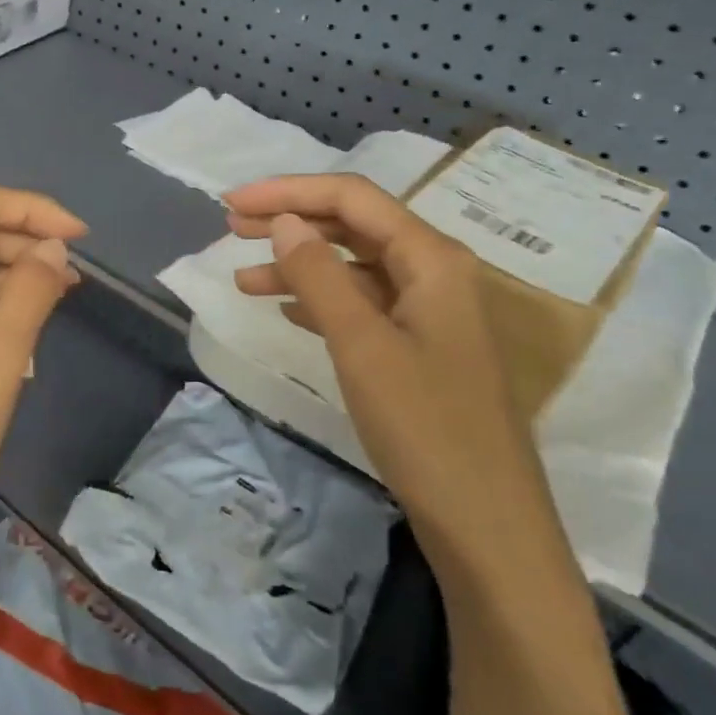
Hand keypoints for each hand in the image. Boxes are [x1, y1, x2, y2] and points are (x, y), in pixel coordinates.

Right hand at [222, 174, 559, 567]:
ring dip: (298, 265)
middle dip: (291, 220)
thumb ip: (320, 276)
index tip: (232, 201)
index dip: (289, 191)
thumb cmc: (425, 427)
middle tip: (230, 227)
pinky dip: (319, 300)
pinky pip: (361, 305)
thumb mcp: (361, 345)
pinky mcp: (419, 349)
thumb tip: (283, 222)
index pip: (353, 198)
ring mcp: (428, 313)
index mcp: (432, 259)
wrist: (485, 523)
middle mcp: (434, 274)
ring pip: (354, 267)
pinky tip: (286, 310)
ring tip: (243, 278)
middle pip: (354, 226)